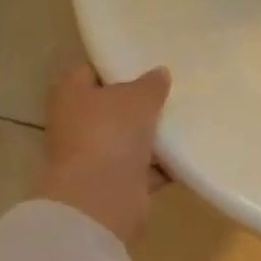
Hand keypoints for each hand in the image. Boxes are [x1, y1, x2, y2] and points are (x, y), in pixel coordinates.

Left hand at [35, 64, 170, 246]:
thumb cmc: (110, 133)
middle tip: (173, 90)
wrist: (102, 198)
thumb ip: (151, 84)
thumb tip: (159, 73)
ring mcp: (96, 155)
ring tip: (188, 119)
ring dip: (154, 134)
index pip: (92, 70)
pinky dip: (163, 164)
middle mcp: (77, 124)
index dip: (118, 65)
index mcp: (71, 94)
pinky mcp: (115, 183)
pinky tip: (189, 153)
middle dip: (141, 102)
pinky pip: (145, 168)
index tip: (148, 62)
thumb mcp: (137, 98)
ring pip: (130, 138)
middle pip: (113, 106)